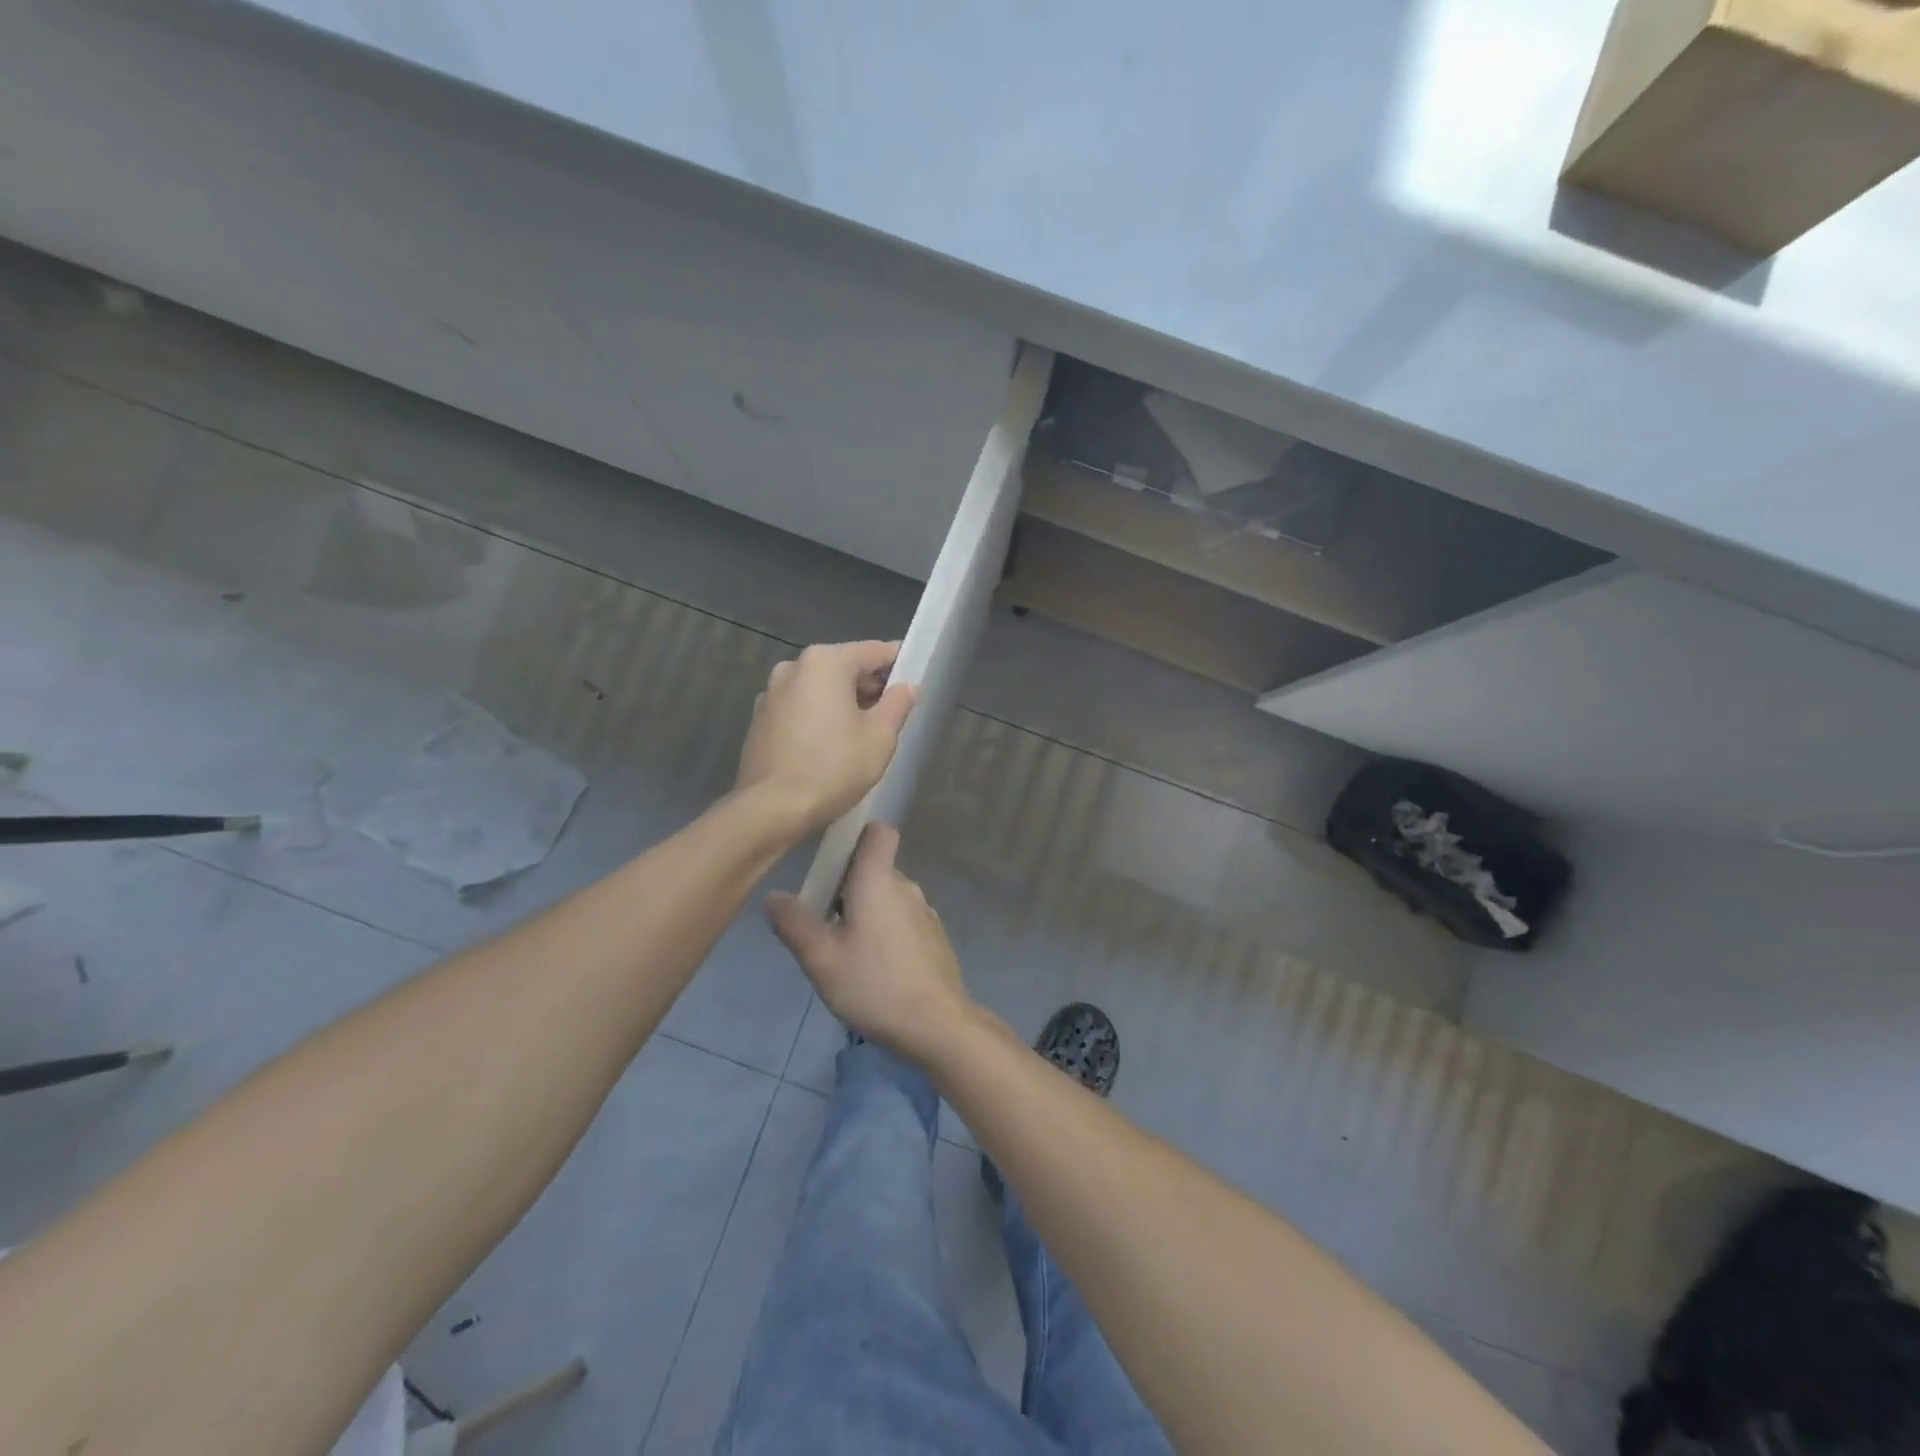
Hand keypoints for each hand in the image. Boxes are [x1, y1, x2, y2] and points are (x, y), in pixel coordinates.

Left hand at [734, 641, 916, 834]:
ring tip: (864, 731)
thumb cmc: (833, 767)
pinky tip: (831, 743)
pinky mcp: (760, 718)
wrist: (772, 808)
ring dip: (844, 701)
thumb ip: (898, 704)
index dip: (899, 662)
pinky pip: (800, 706)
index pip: (874, 651)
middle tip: (893, 711)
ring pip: (820, 687)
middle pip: (844, 666)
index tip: (915, 678)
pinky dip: (819, 715)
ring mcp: (771, 692)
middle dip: (870, 684)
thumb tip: (908, 686)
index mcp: (825, 662)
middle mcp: (794, 666)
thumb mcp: (880, 737)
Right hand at [767, 824, 973, 1064]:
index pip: (878, 832)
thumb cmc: (874, 984)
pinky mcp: (934, 938)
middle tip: (821, 921)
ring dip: (866, 912)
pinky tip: (873, 968)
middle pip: (875, 868)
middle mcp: (906, 886)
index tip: (831, 860)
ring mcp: (925, 912)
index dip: (857, 835)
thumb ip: (794, 923)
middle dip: (848, 886)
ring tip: (844, 950)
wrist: (937, 1025)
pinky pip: (903, 920)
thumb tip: (774, 896)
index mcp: (878, 879)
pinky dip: (886, 931)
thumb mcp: (821, 959)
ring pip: (888, 897)